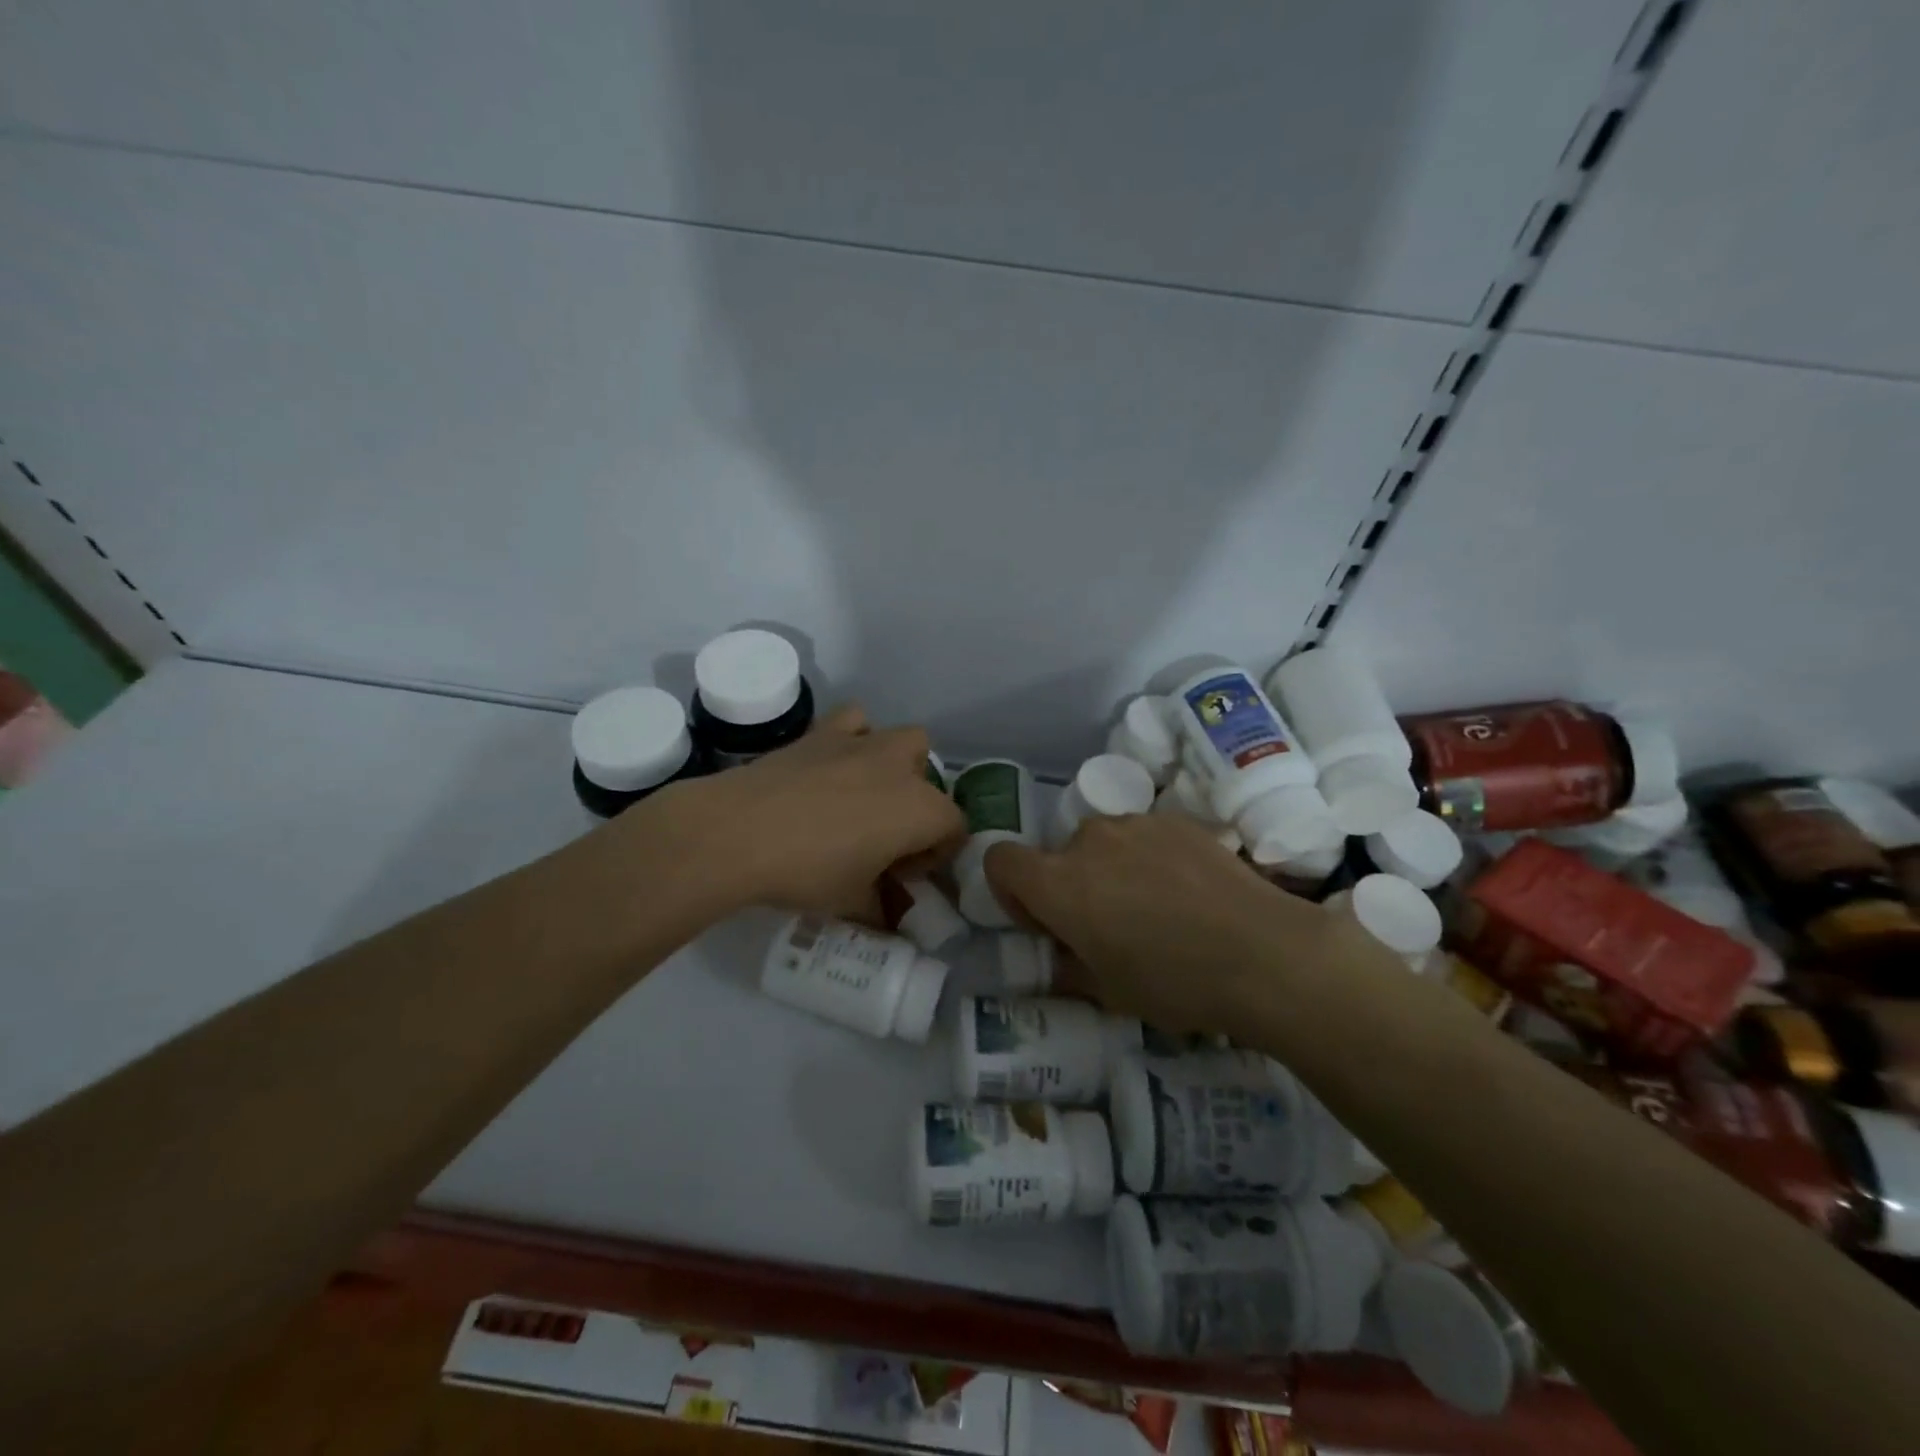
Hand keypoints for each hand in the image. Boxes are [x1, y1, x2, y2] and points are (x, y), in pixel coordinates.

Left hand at [632, 704, 965, 922]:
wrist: (737, 832)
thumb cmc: (806, 871)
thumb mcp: (852, 903)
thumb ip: (881, 911)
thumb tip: (890, 921)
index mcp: (920, 810)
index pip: (954, 828)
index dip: (935, 855)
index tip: (902, 876)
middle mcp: (901, 768)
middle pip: (933, 784)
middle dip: (920, 809)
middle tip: (885, 839)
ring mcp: (863, 743)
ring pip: (906, 740)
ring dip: (898, 766)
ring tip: (865, 796)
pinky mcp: (824, 731)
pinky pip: (856, 721)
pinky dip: (855, 736)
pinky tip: (834, 764)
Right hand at [984, 813, 1333, 1033]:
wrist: (1264, 953)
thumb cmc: (1174, 982)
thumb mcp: (1108, 993)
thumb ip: (1067, 968)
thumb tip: (1059, 958)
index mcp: (1058, 883)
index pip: (1000, 860)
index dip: (1012, 892)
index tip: (1046, 922)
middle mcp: (1088, 840)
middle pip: (1058, 855)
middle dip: (1072, 886)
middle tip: (1111, 926)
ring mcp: (1136, 823)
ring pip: (1104, 844)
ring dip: (1112, 869)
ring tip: (1159, 908)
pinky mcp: (1177, 819)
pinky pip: (1144, 836)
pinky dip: (1151, 858)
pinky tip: (1190, 893)